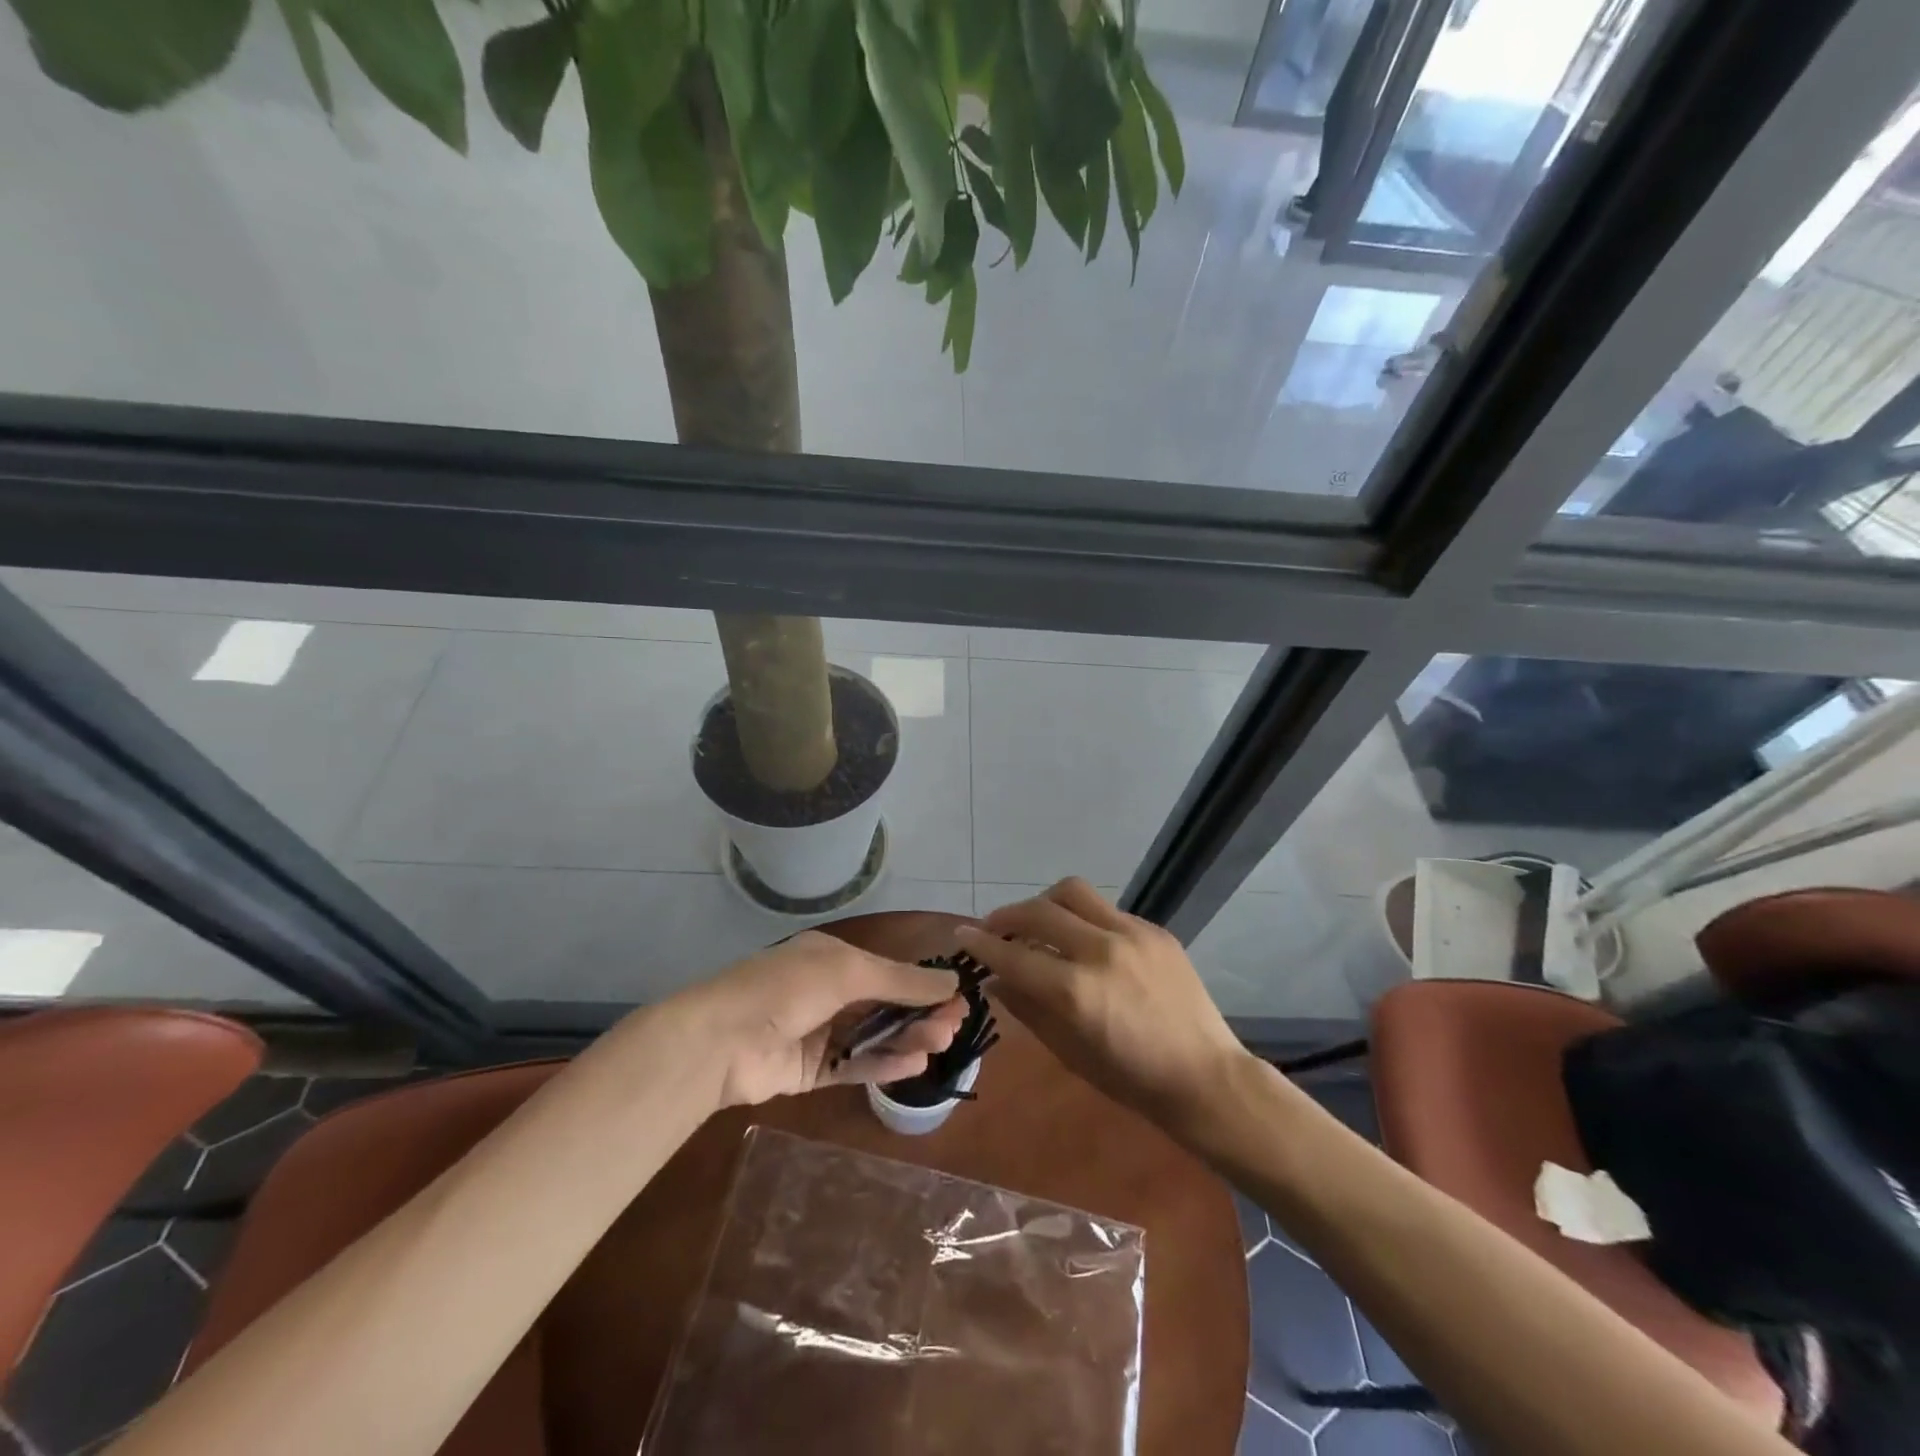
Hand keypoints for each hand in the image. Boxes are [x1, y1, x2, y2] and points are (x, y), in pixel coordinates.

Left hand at [681, 931, 964, 1107]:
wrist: (721, 1040)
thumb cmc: (788, 989)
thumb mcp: (849, 972)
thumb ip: (901, 980)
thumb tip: (952, 980)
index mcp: (832, 958)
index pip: (888, 971)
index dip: (922, 985)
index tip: (957, 999)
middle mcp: (827, 991)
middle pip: (884, 1004)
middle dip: (919, 1013)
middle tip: (952, 1027)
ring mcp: (818, 1032)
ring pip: (873, 1036)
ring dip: (906, 1038)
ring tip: (939, 1044)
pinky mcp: (810, 1070)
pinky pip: (854, 1065)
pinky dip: (883, 1064)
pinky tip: (913, 1064)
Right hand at [955, 879, 1248, 1133]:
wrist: (1205, 1076)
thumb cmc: (1132, 1080)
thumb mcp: (1070, 1052)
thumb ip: (1028, 1009)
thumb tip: (996, 980)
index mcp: (1077, 992)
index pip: (1014, 956)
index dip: (982, 944)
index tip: (962, 935)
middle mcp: (1101, 951)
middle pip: (1038, 911)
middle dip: (1006, 916)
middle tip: (994, 928)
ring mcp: (1132, 934)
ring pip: (1072, 892)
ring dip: (1043, 903)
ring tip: (1035, 922)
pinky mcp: (1154, 930)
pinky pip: (1105, 909)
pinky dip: (1081, 917)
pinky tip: (1081, 939)